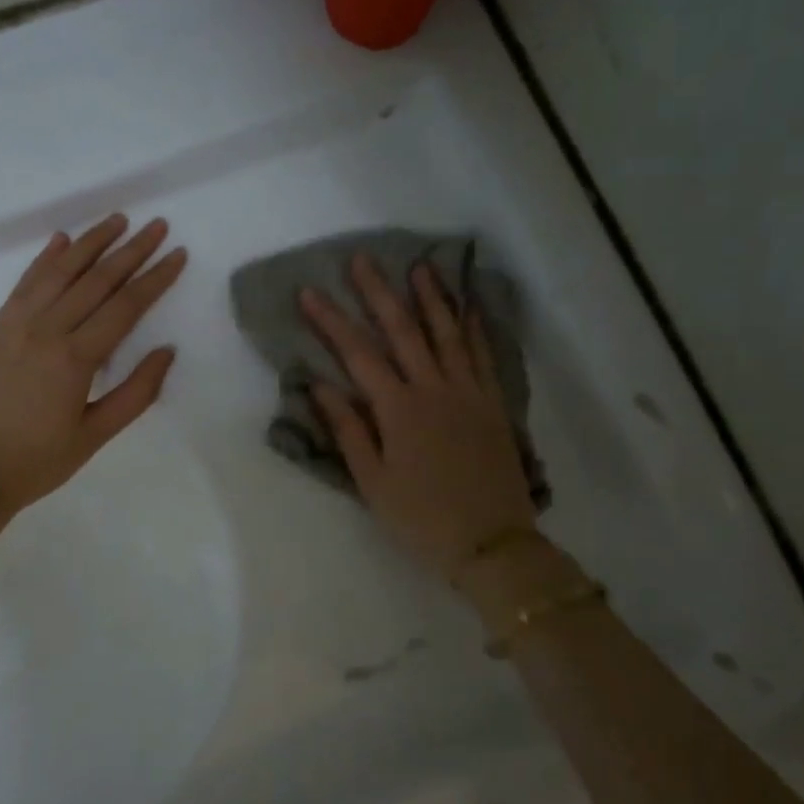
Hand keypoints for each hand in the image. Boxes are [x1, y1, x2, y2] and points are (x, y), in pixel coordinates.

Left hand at [0, 215, 187, 542]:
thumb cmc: (40, 462)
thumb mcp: (96, 435)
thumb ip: (136, 393)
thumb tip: (167, 351)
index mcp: (75, 358)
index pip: (125, 306)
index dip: (155, 278)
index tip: (178, 254)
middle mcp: (46, 329)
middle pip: (96, 280)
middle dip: (131, 250)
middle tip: (157, 225)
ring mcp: (17, 324)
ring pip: (59, 271)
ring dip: (90, 242)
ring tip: (117, 219)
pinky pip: (26, 283)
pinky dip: (46, 258)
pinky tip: (62, 240)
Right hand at [299, 254, 538, 582]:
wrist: (492, 543)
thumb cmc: (422, 518)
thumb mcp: (373, 482)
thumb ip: (348, 430)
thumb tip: (320, 385)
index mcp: (399, 410)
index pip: (358, 355)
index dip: (331, 322)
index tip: (309, 292)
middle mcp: (435, 389)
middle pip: (403, 331)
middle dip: (379, 293)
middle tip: (362, 260)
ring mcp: (469, 392)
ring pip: (448, 333)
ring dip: (432, 297)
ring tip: (419, 266)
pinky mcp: (493, 403)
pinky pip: (482, 355)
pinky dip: (474, 327)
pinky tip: (468, 308)